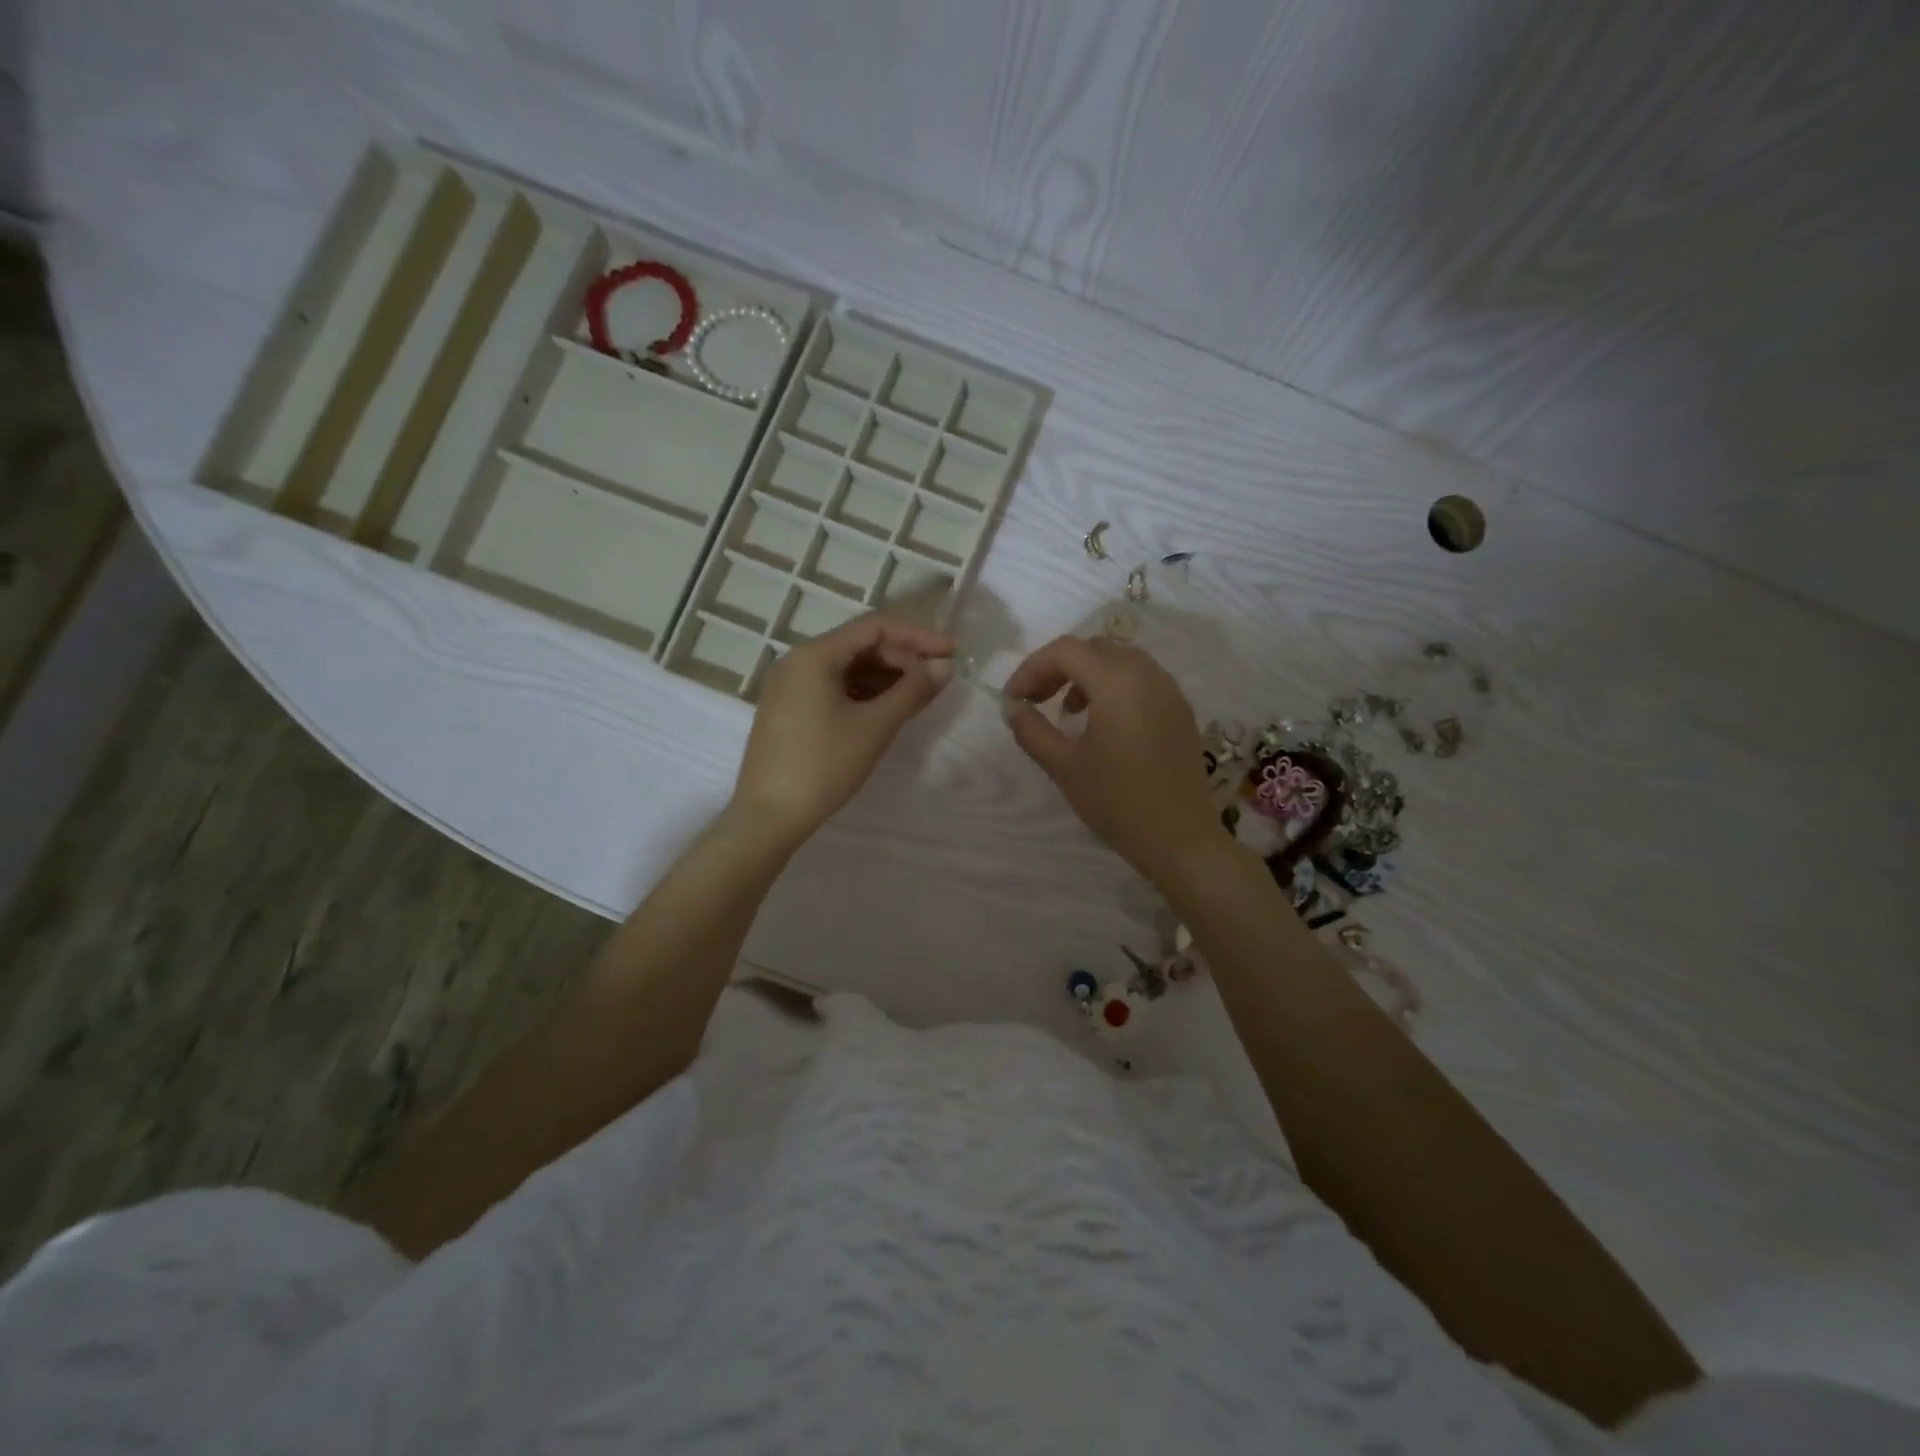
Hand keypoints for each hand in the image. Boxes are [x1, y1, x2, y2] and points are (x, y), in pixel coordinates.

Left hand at [732, 613, 954, 845]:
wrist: (768, 817)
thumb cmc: (823, 766)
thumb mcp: (875, 727)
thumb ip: (913, 691)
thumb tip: (945, 666)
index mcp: (814, 655)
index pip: (875, 627)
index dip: (918, 636)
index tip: (952, 651)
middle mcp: (798, 661)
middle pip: (860, 645)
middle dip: (903, 658)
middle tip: (938, 680)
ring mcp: (790, 686)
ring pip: (848, 668)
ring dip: (886, 677)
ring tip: (919, 696)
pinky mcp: (790, 710)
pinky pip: (834, 688)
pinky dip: (864, 694)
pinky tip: (888, 711)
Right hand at [1004, 635, 1220, 883]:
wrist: (1179, 839)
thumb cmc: (1116, 800)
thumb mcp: (1064, 766)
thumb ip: (1032, 730)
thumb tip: (1013, 708)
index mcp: (1117, 681)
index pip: (1065, 651)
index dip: (1032, 668)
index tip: (1013, 699)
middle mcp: (1147, 674)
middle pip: (1094, 648)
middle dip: (1058, 668)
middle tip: (1036, 699)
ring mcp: (1169, 691)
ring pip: (1120, 661)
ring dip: (1087, 675)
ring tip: (1068, 711)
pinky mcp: (1181, 712)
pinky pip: (1142, 680)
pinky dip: (1114, 687)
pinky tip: (1103, 724)